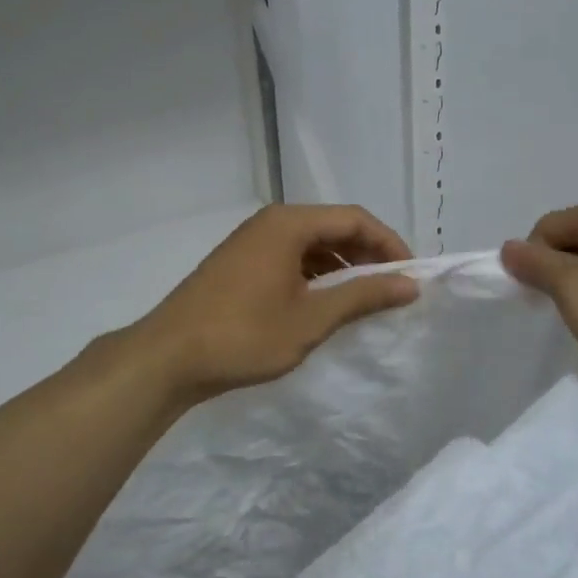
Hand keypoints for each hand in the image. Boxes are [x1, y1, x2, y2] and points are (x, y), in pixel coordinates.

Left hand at [133, 205, 418, 404]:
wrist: (167, 358)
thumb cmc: (244, 336)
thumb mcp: (311, 318)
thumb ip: (363, 296)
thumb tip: (410, 283)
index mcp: (289, 223)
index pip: (355, 219)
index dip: (389, 244)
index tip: (410, 276)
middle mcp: (270, 222)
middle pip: (333, 226)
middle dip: (367, 254)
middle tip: (393, 288)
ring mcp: (251, 241)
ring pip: (311, 243)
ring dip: (342, 266)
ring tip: (365, 299)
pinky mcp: (240, 263)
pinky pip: (290, 257)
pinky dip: (315, 274)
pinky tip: (325, 302)